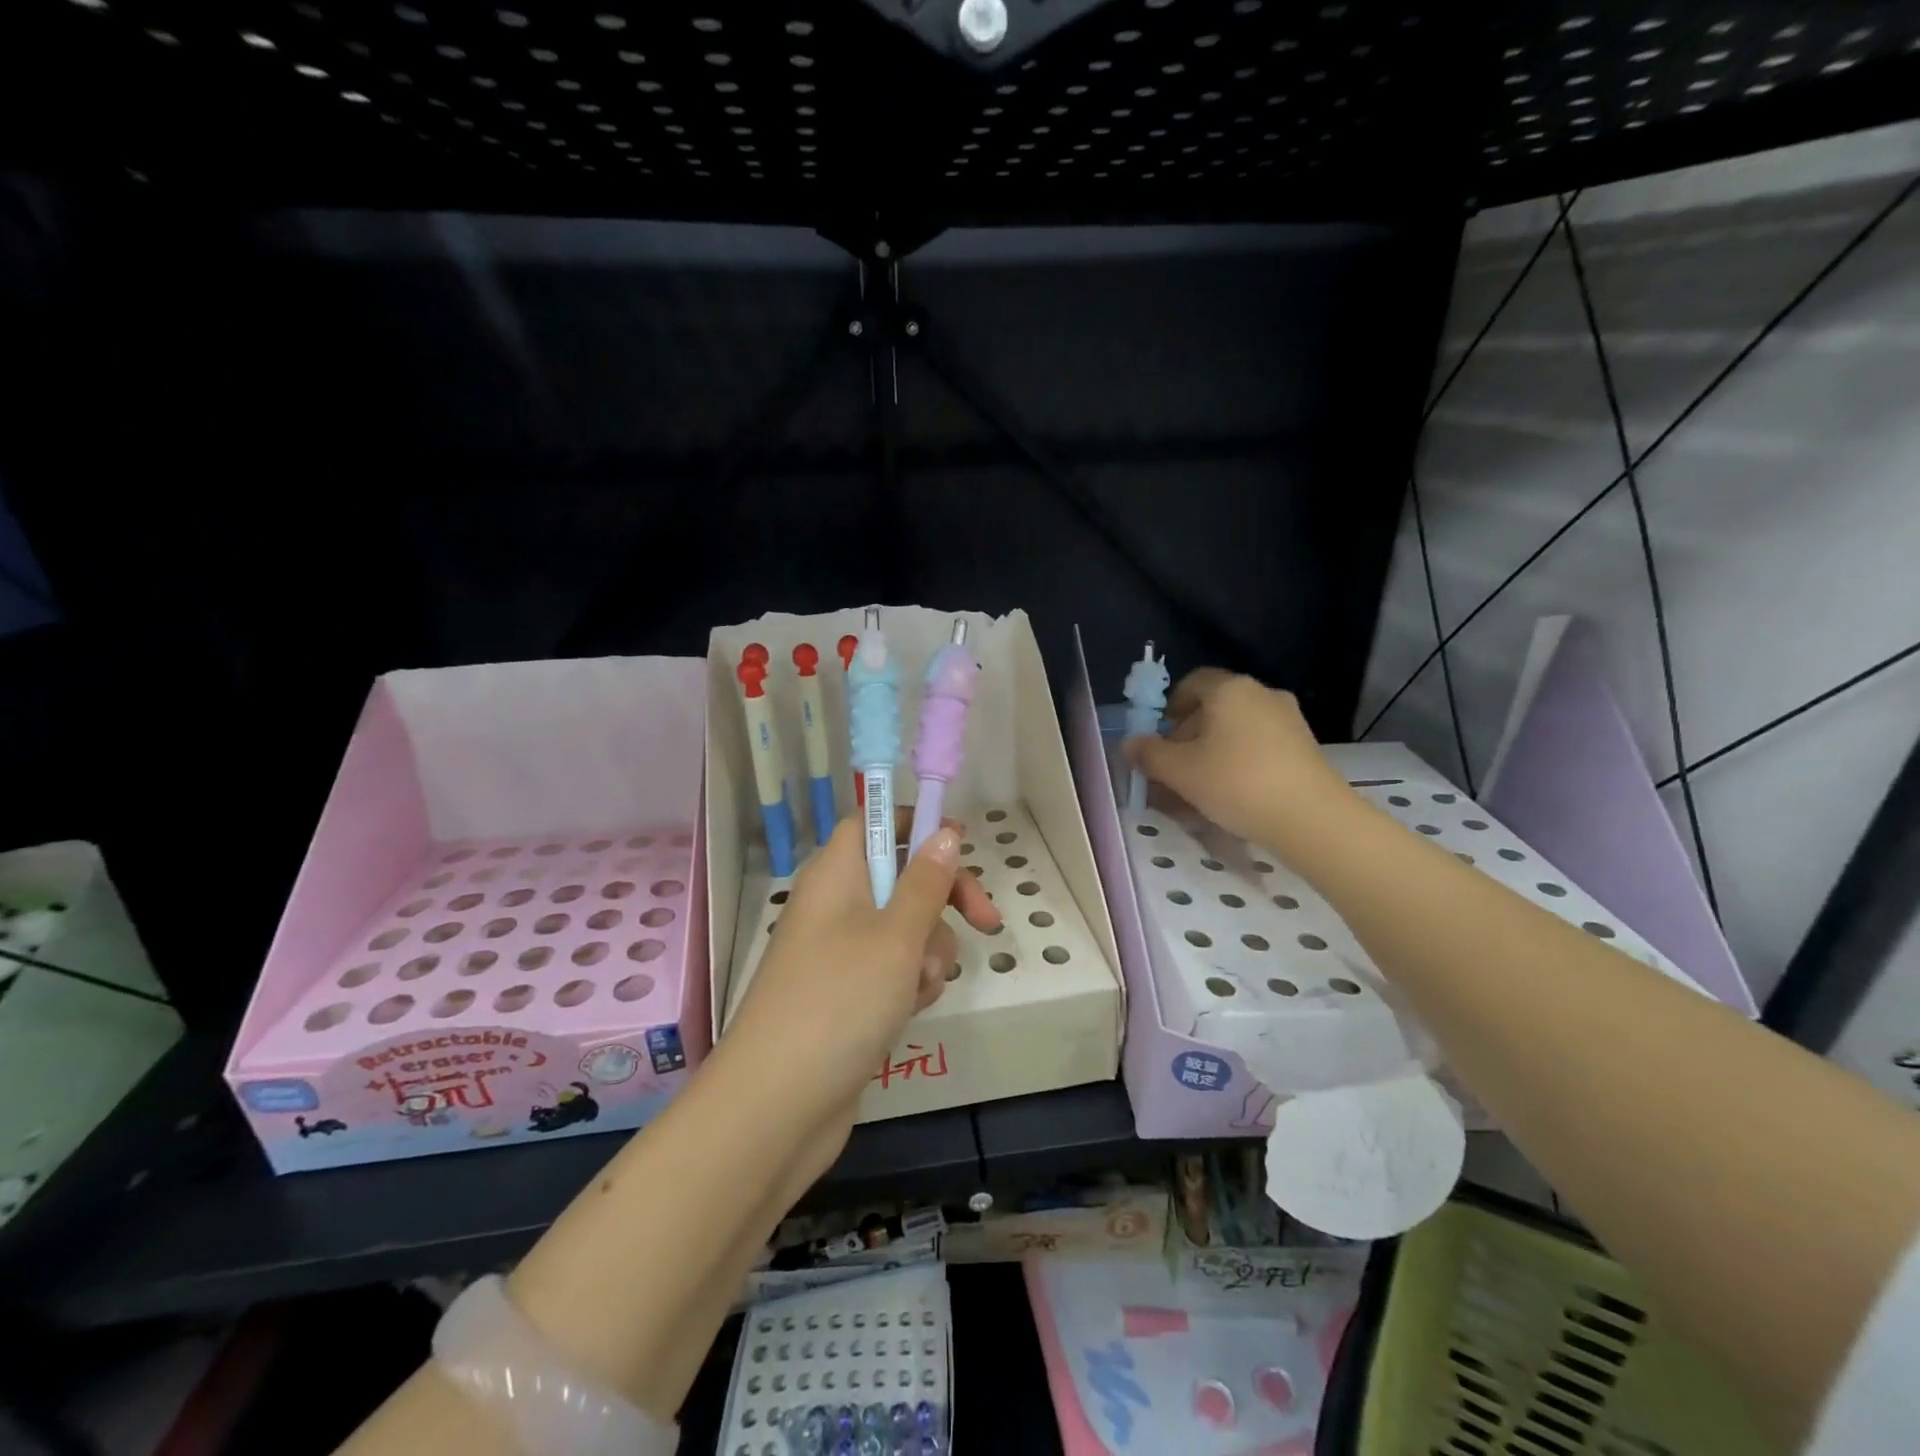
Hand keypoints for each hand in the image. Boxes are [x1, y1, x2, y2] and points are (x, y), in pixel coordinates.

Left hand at [719, 812, 1000, 1176]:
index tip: (960, 843)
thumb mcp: (896, 936)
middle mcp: (835, 905)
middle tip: (983, 921)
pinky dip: (910, 984)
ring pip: (905, 929)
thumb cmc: (840, 1001)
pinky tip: (910, 1011)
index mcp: (836, 874)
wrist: (776, 1108)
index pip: (874, 821)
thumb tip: (945, 833)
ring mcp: (840, 953)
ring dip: (929, 952)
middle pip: (901, 876)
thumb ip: (927, 882)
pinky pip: (893, 971)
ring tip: (920, 987)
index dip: (916, 824)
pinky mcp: (848, 996)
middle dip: (943, 900)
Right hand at [1123, 667, 1353, 857]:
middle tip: (1173, 771)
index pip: (1192, 683)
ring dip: (1213, 753)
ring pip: (1236, 730)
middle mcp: (1261, 694)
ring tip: (1199, 790)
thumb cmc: (1236, 783)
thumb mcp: (1180, 772)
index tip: (1159, 738)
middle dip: (1188, 737)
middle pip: (1214, 708)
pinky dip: (1240, 762)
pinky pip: (1260, 746)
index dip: (1170, 707)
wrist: (1312, 818)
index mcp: (1229, 690)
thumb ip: (1149, 755)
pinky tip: (1232, 795)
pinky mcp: (1304, 746)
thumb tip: (1129, 743)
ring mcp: (1288, 720)